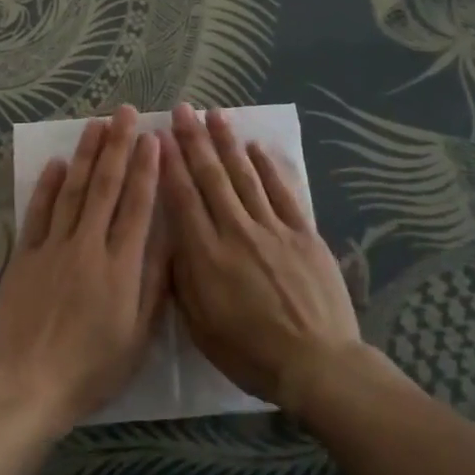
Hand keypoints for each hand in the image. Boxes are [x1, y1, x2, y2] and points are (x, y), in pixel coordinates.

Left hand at [0, 106, 167, 435]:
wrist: (29, 386)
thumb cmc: (92, 369)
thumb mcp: (139, 337)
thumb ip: (154, 285)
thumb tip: (169, 238)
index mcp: (121, 267)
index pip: (137, 206)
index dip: (146, 169)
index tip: (153, 138)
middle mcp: (88, 246)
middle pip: (106, 187)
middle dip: (117, 146)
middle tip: (125, 112)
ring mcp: (53, 248)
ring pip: (73, 191)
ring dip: (86, 155)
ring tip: (96, 124)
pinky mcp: (24, 256)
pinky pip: (38, 213)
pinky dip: (48, 186)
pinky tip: (59, 164)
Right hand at [161, 103, 361, 411]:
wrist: (317, 364)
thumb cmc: (250, 353)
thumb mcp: (200, 327)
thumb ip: (182, 280)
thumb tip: (172, 241)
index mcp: (206, 256)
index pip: (182, 198)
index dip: (169, 164)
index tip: (158, 136)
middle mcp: (236, 231)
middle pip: (211, 177)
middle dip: (194, 140)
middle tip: (182, 110)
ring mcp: (273, 229)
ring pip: (244, 175)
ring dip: (227, 142)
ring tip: (215, 114)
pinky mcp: (303, 233)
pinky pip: (282, 192)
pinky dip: (267, 167)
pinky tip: (256, 147)